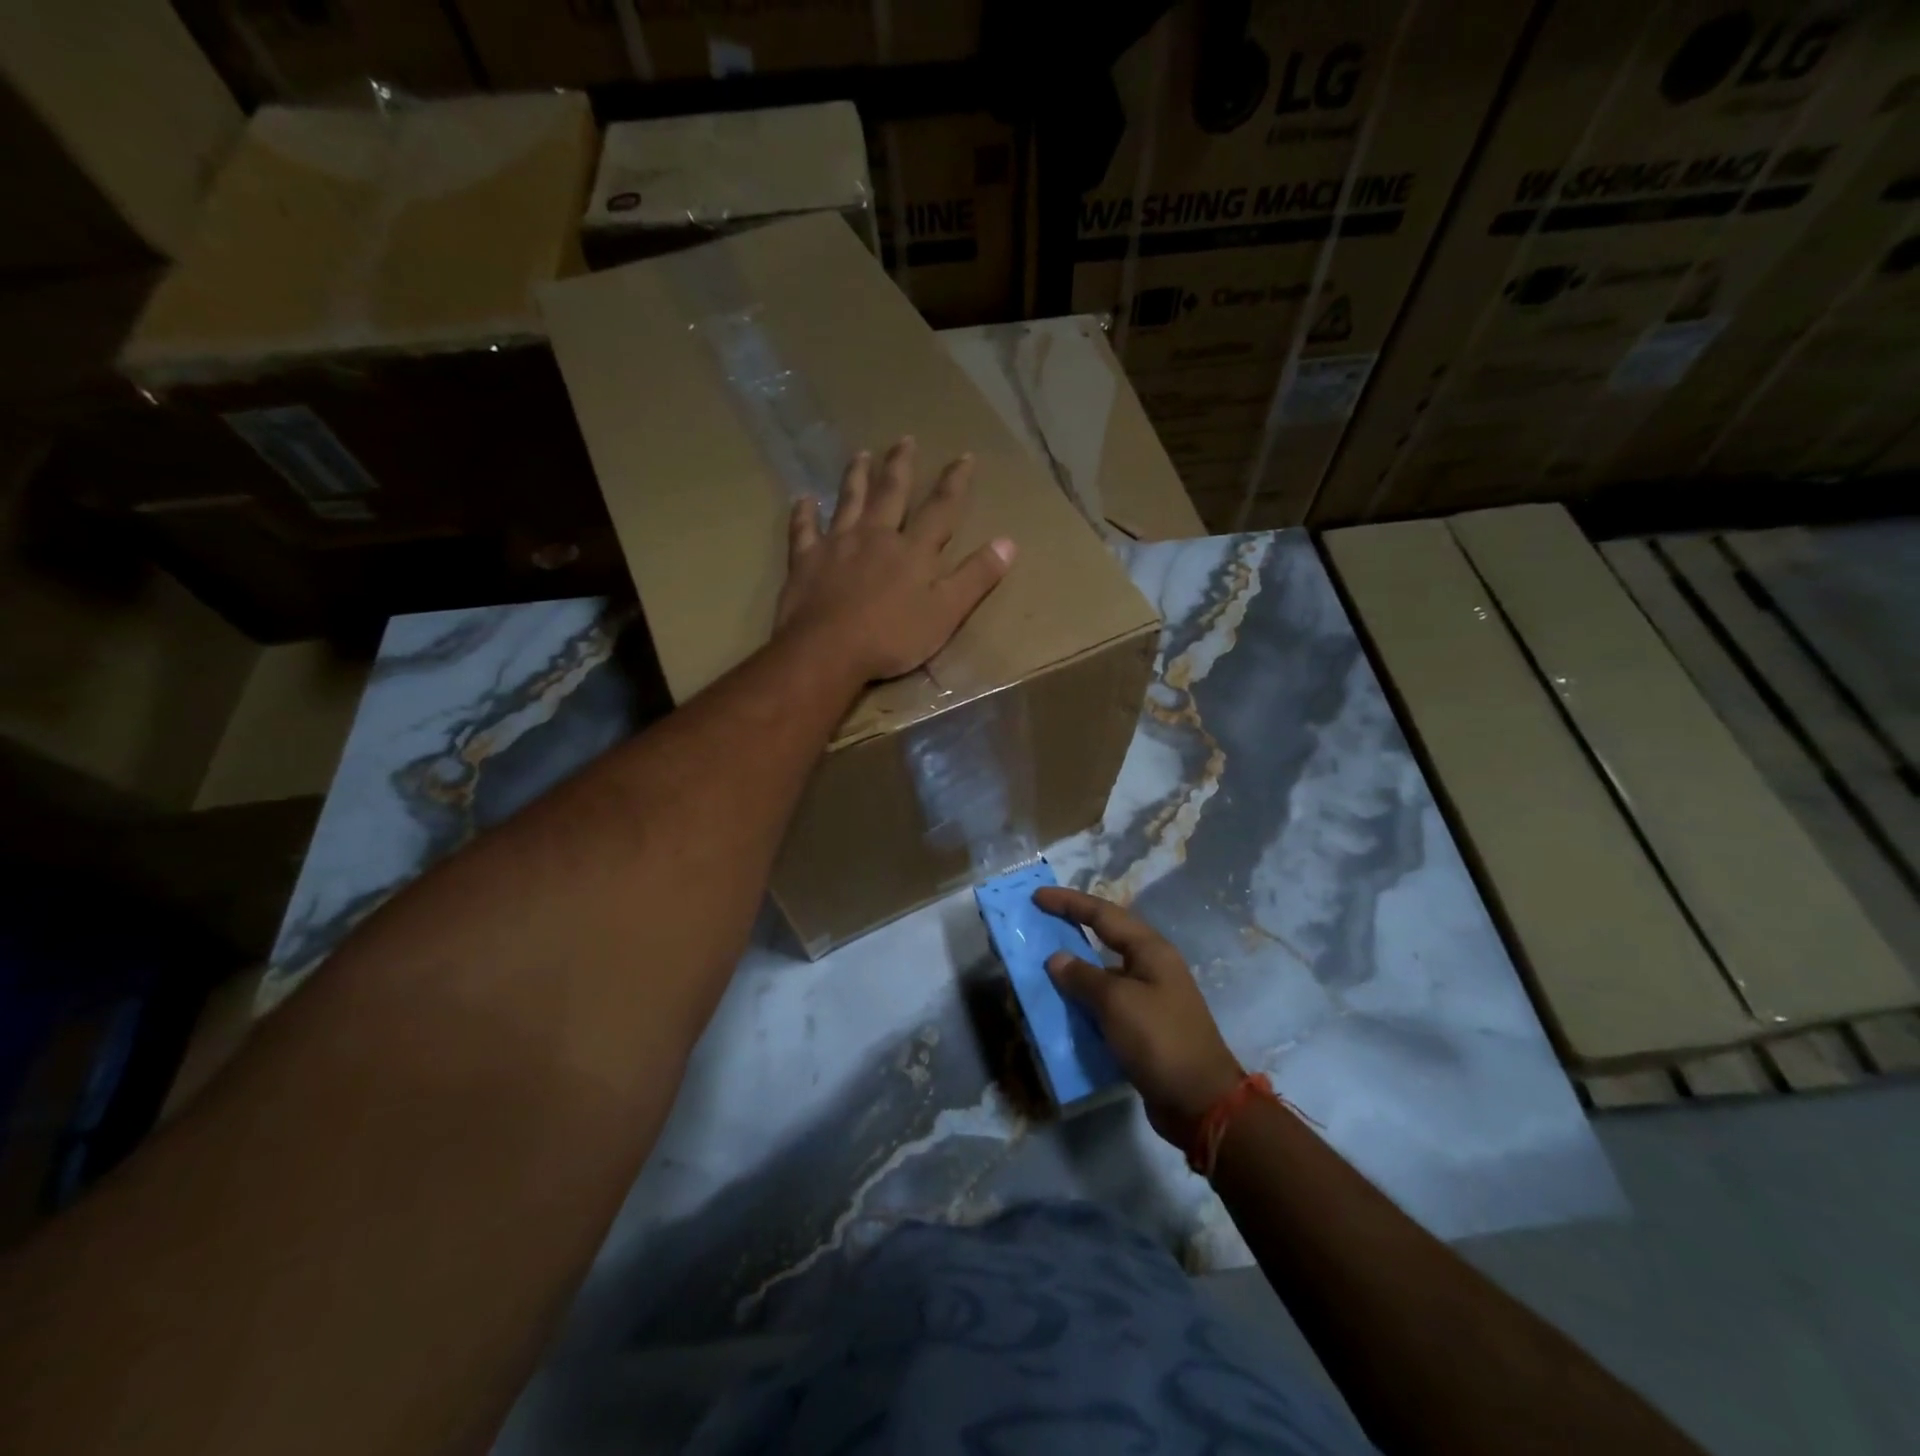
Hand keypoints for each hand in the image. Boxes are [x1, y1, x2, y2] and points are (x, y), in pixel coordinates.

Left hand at [775, 438, 1015, 681]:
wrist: (828, 650)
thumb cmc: (892, 637)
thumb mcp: (946, 613)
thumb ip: (976, 577)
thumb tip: (1009, 542)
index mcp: (913, 550)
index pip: (941, 508)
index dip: (955, 482)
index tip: (964, 456)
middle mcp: (876, 536)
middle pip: (891, 493)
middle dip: (901, 466)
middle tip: (905, 439)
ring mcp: (837, 545)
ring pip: (849, 501)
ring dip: (856, 476)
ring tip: (860, 454)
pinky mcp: (806, 560)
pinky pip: (804, 530)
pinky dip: (804, 513)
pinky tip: (803, 499)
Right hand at [1035, 886, 1245, 1146]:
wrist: (1201, 1102)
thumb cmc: (1159, 1040)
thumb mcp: (1117, 1002)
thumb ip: (1083, 977)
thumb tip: (1056, 959)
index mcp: (1150, 950)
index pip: (1103, 913)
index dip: (1068, 902)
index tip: (1036, 897)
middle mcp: (1151, 967)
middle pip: (1105, 938)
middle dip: (1071, 930)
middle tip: (1036, 926)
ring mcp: (1150, 998)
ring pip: (1104, 974)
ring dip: (1074, 971)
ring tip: (1041, 970)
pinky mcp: (1144, 1027)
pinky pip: (1106, 1004)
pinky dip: (1084, 1003)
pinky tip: (1062, 1011)